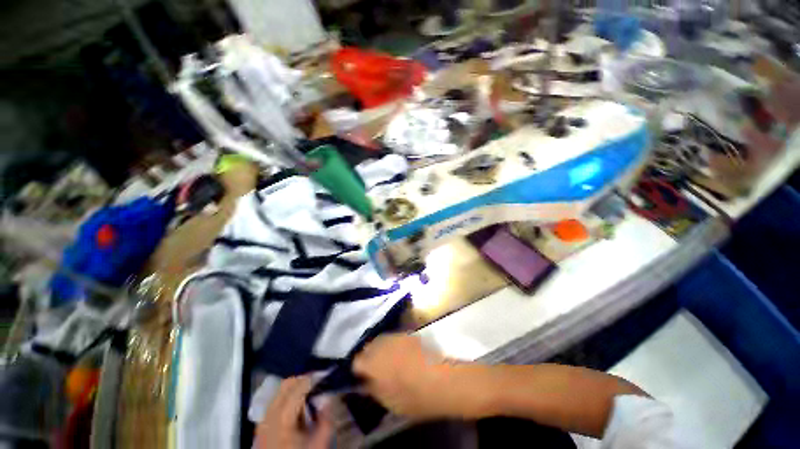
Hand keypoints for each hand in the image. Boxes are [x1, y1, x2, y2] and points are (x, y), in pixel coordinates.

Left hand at [254, 376, 332, 448]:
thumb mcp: (319, 445)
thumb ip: (326, 418)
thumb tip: (329, 394)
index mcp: (282, 419)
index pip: (300, 387)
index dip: (315, 377)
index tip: (328, 375)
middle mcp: (269, 416)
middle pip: (286, 384)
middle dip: (304, 378)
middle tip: (321, 381)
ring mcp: (263, 421)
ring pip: (279, 392)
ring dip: (296, 386)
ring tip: (312, 391)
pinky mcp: (262, 428)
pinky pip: (275, 402)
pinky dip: (288, 396)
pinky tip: (300, 405)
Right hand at [353, 335, 492, 418]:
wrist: (444, 380)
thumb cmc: (415, 396)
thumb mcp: (389, 402)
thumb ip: (373, 389)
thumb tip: (365, 382)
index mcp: (373, 363)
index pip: (356, 361)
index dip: (358, 369)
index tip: (362, 376)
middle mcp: (382, 344)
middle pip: (368, 347)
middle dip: (368, 356)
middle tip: (375, 368)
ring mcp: (396, 336)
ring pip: (381, 340)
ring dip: (381, 349)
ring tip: (388, 361)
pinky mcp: (409, 334)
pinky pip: (394, 338)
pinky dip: (392, 345)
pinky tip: (401, 355)